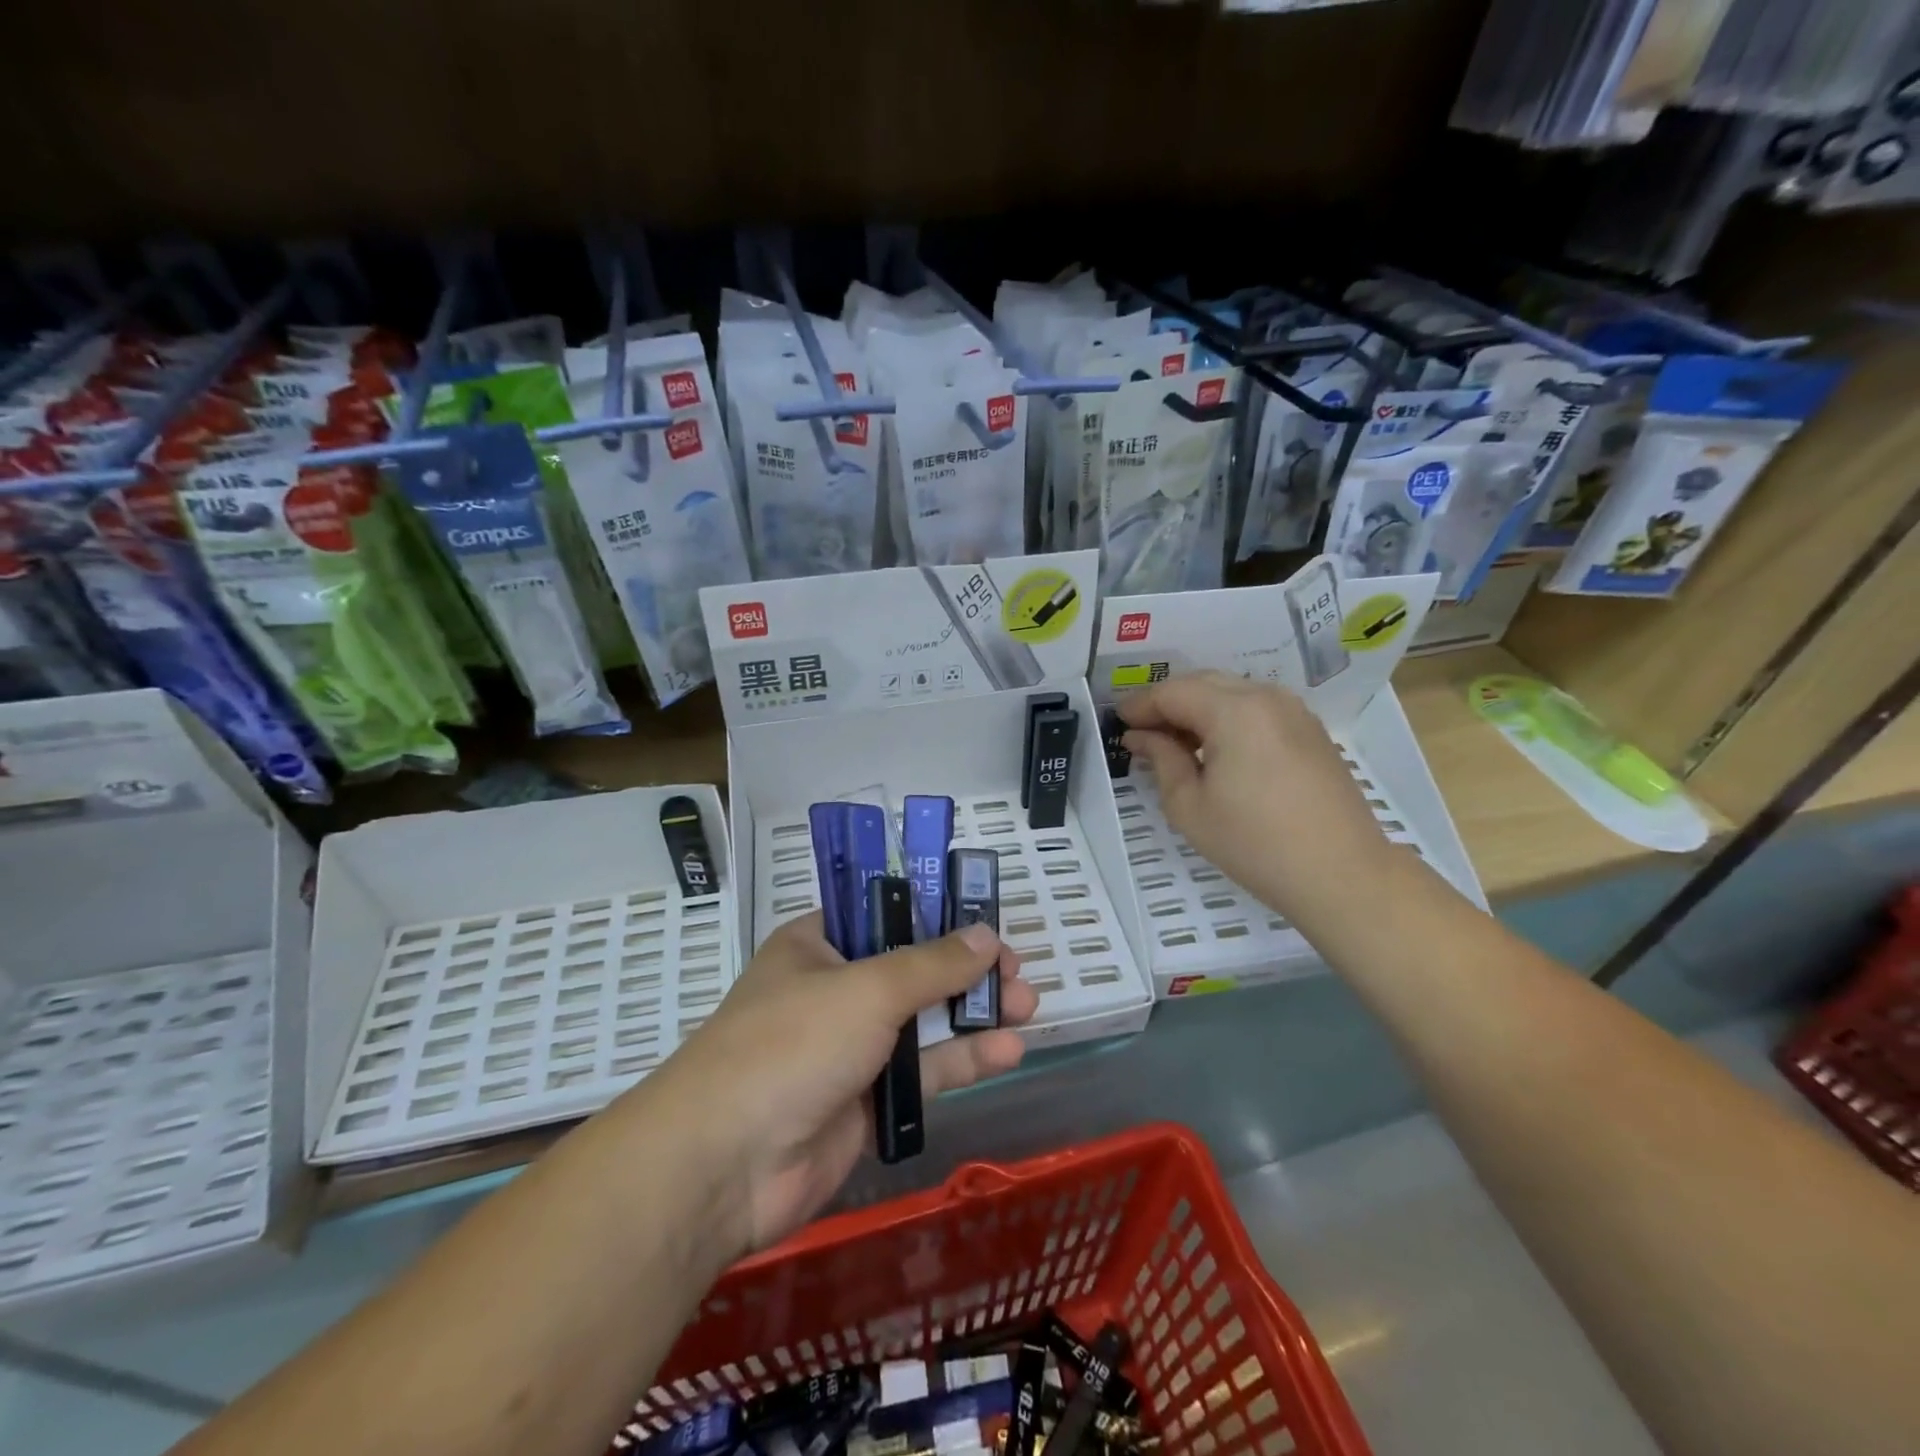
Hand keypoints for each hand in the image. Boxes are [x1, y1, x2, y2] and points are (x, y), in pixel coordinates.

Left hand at [651, 913, 1036, 1256]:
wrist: (726, 1166)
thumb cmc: (791, 1045)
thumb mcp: (866, 990)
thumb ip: (932, 964)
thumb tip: (986, 935)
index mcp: (818, 946)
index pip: (883, 914)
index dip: (935, 913)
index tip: (982, 920)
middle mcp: (835, 990)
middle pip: (913, 969)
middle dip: (967, 969)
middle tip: (1017, 970)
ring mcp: (850, 1048)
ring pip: (924, 1022)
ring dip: (974, 1013)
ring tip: (1028, 1005)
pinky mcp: (866, 1101)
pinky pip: (923, 1072)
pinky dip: (963, 1060)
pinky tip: (1008, 1051)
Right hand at [1117, 671, 1393, 926]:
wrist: (1341, 873)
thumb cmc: (1254, 843)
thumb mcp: (1189, 806)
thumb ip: (1161, 759)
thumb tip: (1141, 737)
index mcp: (1234, 711)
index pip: (1173, 692)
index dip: (1140, 705)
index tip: (1118, 723)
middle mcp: (1266, 697)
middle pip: (1203, 684)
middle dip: (1168, 703)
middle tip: (1142, 732)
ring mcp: (1294, 712)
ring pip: (1232, 692)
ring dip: (1199, 709)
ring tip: (1176, 742)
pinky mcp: (1311, 731)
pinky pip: (1257, 708)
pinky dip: (1228, 718)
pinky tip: (1216, 749)